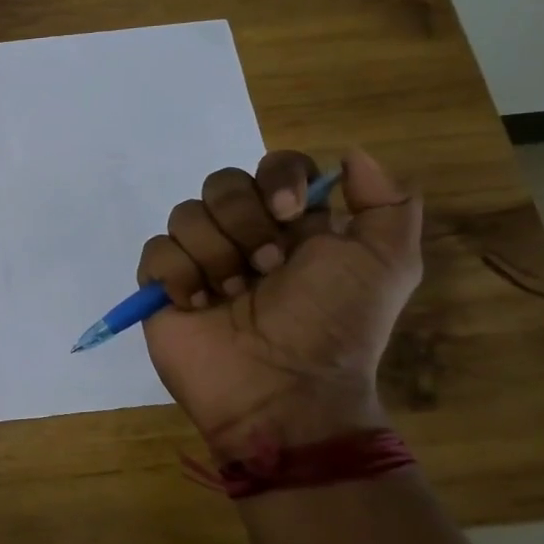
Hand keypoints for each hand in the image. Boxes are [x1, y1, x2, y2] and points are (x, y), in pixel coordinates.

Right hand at [137, 148, 421, 458]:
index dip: (278, 178)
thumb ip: (387, 202)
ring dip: (216, 255)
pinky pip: (157, 250)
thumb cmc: (333, 326)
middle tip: (267, 268)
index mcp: (293, 224)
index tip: (290, 213)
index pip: (275, 166)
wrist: (283, 390)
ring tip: (232, 297)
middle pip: (222, 183)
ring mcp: (200, 259)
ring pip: (186, 214)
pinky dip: (180, 275)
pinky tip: (200, 305)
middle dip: (244, 222)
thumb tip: (351, 154)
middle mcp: (244, 234)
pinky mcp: (163, 285)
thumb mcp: (387, 264)